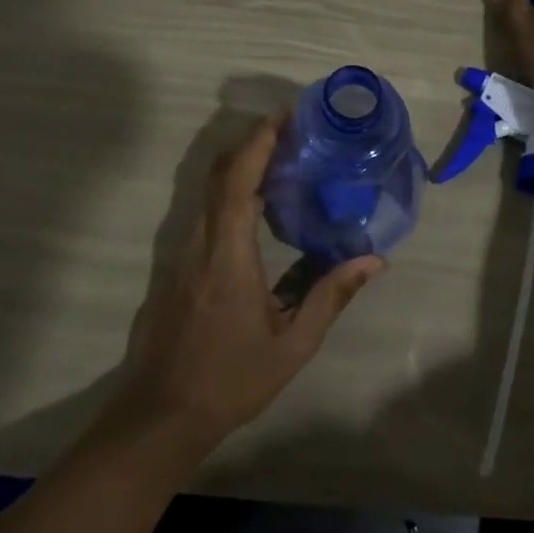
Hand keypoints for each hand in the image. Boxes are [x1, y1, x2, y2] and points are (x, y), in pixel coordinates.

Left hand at [110, 116, 383, 451]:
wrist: (159, 415)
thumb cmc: (229, 380)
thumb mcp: (292, 345)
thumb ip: (331, 296)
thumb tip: (374, 260)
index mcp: (228, 255)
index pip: (238, 181)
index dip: (258, 142)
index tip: (285, 116)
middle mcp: (201, 242)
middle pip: (220, 174)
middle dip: (253, 142)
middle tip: (293, 130)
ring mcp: (183, 252)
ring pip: (210, 190)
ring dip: (242, 164)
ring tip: (283, 158)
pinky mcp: (177, 264)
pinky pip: (206, 211)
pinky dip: (232, 191)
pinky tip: (259, 206)